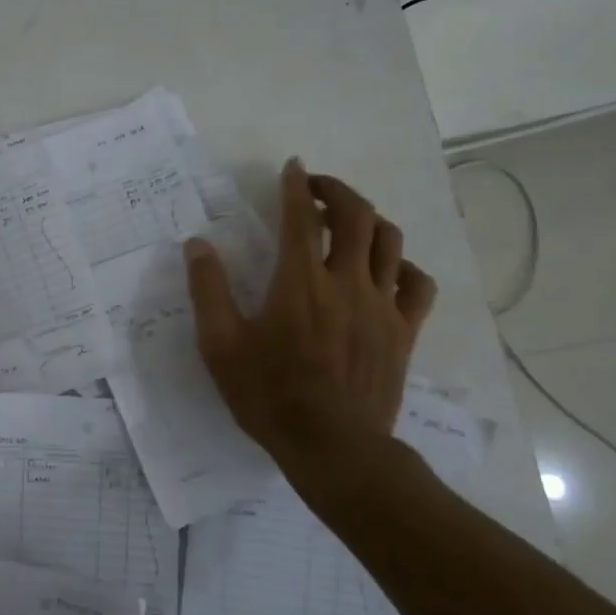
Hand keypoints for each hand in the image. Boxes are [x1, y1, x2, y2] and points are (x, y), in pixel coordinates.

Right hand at [184, 159, 436, 470]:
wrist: (333, 446)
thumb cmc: (270, 396)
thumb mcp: (220, 346)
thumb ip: (208, 291)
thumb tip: (197, 245)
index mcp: (299, 282)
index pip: (301, 216)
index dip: (296, 186)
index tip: (292, 168)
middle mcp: (346, 282)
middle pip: (356, 216)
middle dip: (337, 191)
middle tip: (317, 188)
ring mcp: (382, 306)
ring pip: (390, 241)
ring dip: (370, 220)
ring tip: (348, 224)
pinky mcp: (404, 331)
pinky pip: (417, 284)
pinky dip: (403, 265)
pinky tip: (387, 270)